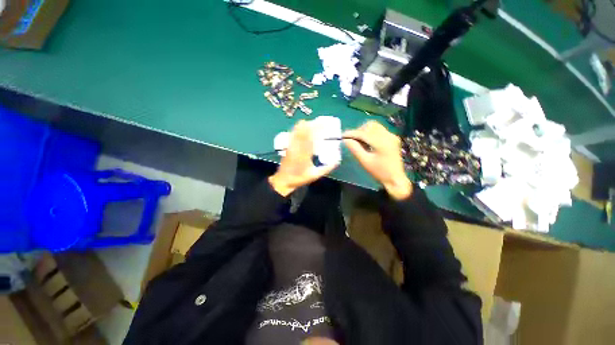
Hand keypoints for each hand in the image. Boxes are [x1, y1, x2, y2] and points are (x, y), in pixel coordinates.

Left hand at [269, 120, 338, 196]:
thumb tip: (337, 160)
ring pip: (296, 131)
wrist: (283, 180)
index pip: (311, 137)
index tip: (323, 124)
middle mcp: (297, 147)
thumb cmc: (299, 178)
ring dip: (304, 126)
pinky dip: (298, 129)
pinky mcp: (287, 146)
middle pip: (303, 130)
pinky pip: (292, 134)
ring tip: (311, 124)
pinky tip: (301, 129)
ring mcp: (291, 146)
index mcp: (305, 154)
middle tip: (319, 123)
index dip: (316, 129)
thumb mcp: (315, 175)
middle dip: (311, 124)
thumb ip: (326, 168)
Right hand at [343, 121, 411, 199]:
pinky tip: (368, 143)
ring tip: (359, 142)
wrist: (395, 179)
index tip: (343, 136)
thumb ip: (355, 149)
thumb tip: (345, 140)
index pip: (363, 133)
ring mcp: (392, 136)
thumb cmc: (379, 172)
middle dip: (359, 131)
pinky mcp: (393, 138)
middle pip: (370, 126)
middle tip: (352, 140)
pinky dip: (371, 134)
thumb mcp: (365, 161)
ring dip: (365, 131)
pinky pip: (379, 130)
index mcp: (382, 142)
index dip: (352, 133)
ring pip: (375, 126)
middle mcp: (388, 136)